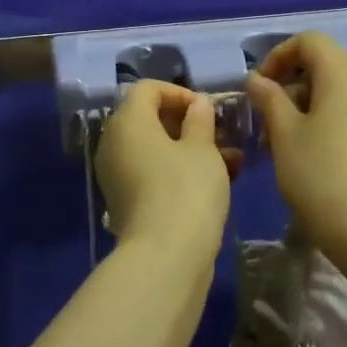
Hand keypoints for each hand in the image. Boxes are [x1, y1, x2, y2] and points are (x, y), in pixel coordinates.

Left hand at [94, 80, 233, 250]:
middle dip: (189, 124)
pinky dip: (180, 171)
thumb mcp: (202, 148)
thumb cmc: (186, 189)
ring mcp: (117, 176)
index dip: (180, 92)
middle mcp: (114, 144)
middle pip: (150, 119)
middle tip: (221, 134)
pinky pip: (154, 173)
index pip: (148, 89)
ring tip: (232, 161)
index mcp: (127, 122)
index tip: (208, 110)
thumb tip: (198, 105)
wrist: (165, 257)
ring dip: (192, 149)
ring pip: (156, 149)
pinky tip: (218, 182)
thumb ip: (200, 120)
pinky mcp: (127, 202)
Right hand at [244, 32, 346, 245]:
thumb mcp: (284, 133)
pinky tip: (303, 154)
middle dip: (287, 84)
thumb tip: (257, 79)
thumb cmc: (319, 173)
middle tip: (264, 118)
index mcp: (343, 75)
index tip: (259, 86)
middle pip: (322, 65)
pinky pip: (346, 112)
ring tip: (277, 142)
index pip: (309, 41)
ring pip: (332, 92)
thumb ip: (268, 98)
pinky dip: (321, 120)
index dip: (279, 56)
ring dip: (301, 106)